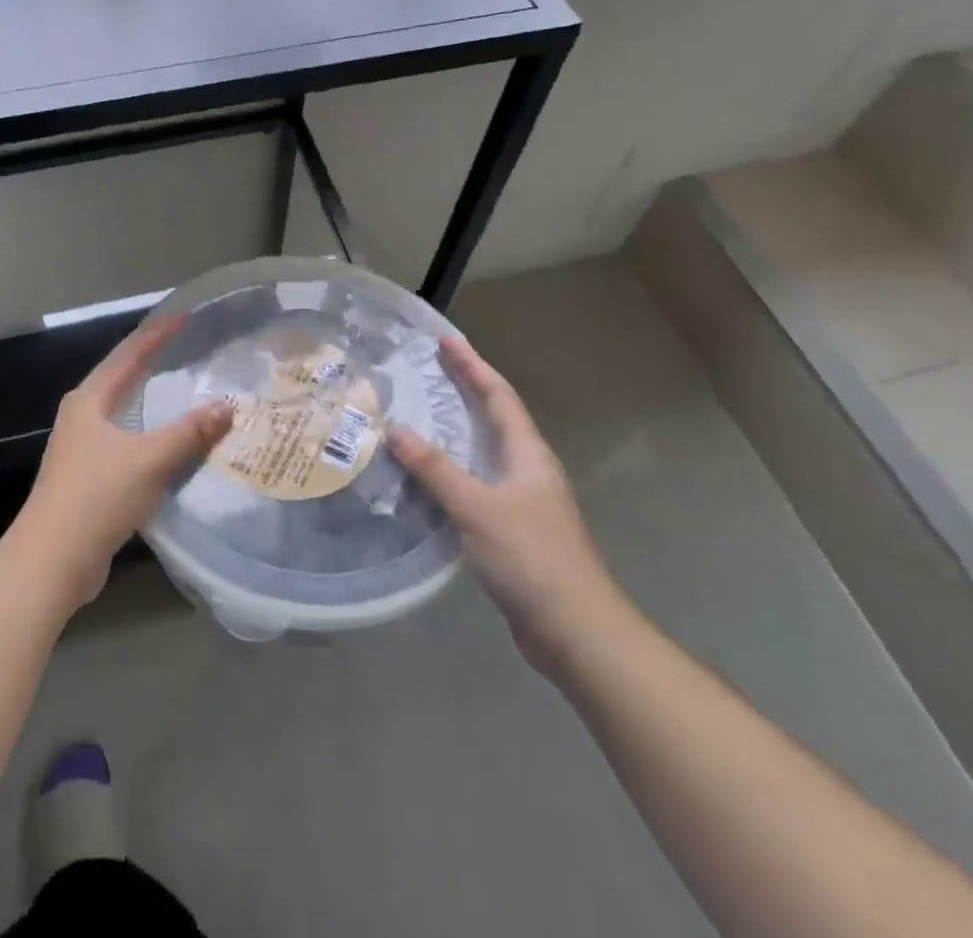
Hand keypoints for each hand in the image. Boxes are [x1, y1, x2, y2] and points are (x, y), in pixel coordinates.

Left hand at [10, 317, 232, 609]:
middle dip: (152, 362)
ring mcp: (82, 448)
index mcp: (89, 400)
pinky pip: (127, 442)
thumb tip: (226, 407)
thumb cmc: (97, 497)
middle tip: (187, 349)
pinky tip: (170, 443)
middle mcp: (82, 416)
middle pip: (122, 378)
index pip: (128, 355)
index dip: (157, 334)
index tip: (184, 317)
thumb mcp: (149, 460)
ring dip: (152, 401)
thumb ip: (189, 433)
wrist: (52, 560)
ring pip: (124, 412)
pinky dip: (150, 434)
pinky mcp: (88, 477)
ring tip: (184, 390)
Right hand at [391, 337, 626, 673]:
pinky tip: (427, 478)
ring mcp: (524, 501)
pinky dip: (451, 470)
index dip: (472, 366)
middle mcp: (528, 469)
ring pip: (484, 451)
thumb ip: (436, 469)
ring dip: (455, 430)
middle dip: (463, 390)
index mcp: (528, 454)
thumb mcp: (477, 508)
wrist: (575, 631)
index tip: (445, 340)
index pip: (498, 396)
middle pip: (494, 417)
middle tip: (427, 370)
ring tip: (419, 416)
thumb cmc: (531, 558)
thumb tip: (396, 429)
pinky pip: (477, 483)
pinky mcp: (513, 530)